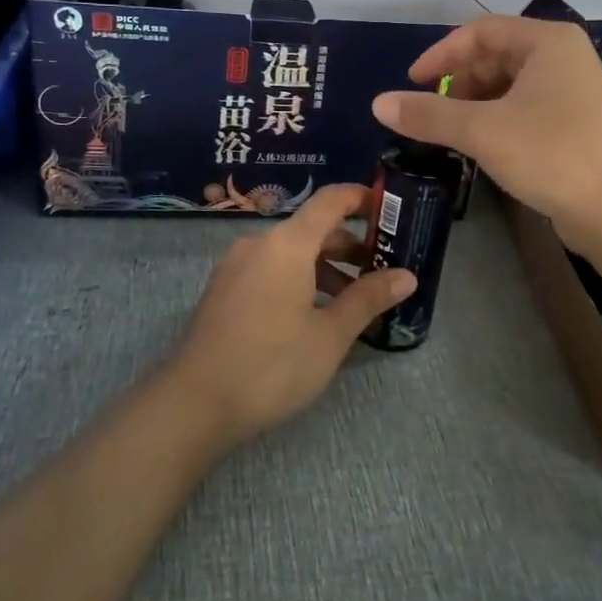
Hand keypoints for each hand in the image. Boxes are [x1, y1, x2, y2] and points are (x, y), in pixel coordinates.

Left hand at [164, 183, 416, 446]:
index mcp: (287, 244)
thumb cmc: (272, 365)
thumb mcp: (330, 335)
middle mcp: (258, 245)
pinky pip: (269, 272)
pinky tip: (314, 316)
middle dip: (350, 245)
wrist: (195, 403)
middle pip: (311, 229)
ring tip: (354, 302)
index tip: (390, 210)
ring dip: (325, 268)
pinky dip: (298, 281)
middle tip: (383, 269)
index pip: (329, 201)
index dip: (361, 198)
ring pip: (290, 254)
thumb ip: (368, 299)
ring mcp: (236, 268)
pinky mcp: (224, 292)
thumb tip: (407, 276)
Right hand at [372, 16, 601, 254]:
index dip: (441, 54)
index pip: (481, 31)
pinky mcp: (576, 124)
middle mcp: (564, 58)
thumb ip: (428, 114)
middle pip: (496, 56)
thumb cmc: (552, 155)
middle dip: (458, 81)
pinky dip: (496, 119)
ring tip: (449, 131)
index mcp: (548, 42)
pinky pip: (524, 109)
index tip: (411, 82)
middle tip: (430, 110)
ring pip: (509, 85)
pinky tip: (480, 145)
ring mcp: (574, 92)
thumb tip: (378, 103)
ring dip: (474, 103)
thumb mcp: (482, 131)